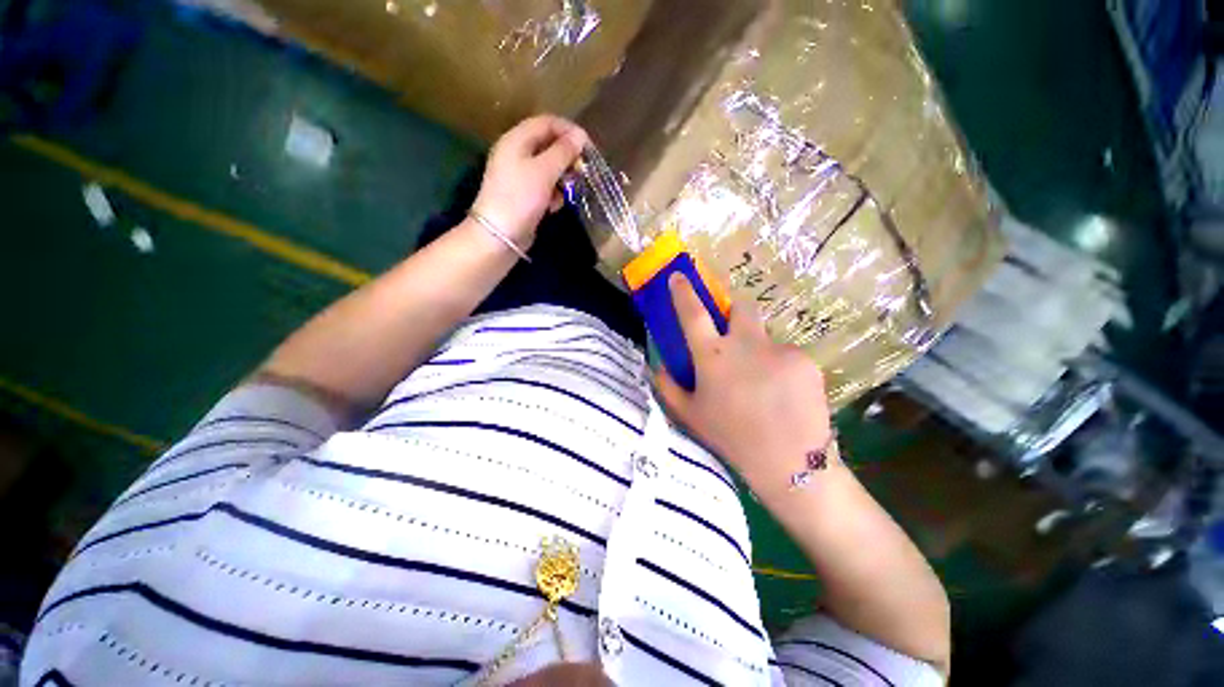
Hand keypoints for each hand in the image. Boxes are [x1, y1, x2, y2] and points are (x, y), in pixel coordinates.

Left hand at [472, 115, 588, 248]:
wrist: (500, 235)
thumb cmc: (520, 198)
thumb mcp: (544, 171)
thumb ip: (563, 152)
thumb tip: (580, 135)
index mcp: (516, 140)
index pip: (546, 123)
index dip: (568, 131)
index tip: (588, 147)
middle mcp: (516, 153)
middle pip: (548, 145)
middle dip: (567, 157)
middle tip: (582, 170)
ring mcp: (519, 176)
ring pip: (548, 168)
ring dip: (562, 177)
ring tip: (570, 190)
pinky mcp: (524, 195)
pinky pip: (544, 186)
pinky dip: (554, 193)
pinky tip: (555, 205)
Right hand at [655, 273, 835, 492]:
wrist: (789, 463)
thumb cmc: (730, 438)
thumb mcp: (689, 415)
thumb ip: (668, 385)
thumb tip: (660, 365)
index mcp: (713, 356)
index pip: (693, 313)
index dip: (683, 292)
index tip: (679, 276)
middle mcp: (746, 344)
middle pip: (741, 306)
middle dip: (734, 310)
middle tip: (733, 332)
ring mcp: (779, 349)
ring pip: (765, 338)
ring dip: (758, 351)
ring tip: (762, 385)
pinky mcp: (806, 360)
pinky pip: (787, 356)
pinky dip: (780, 369)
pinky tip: (782, 395)